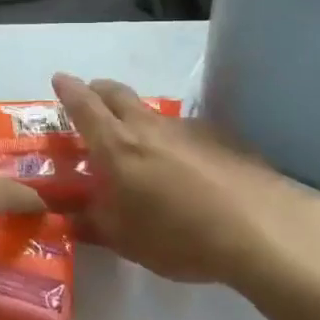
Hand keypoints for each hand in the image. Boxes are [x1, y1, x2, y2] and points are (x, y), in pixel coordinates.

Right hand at [53, 73, 319, 289]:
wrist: (260, 230)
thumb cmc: (178, 236)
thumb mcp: (126, 240)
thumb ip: (94, 224)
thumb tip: (70, 217)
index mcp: (117, 146)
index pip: (84, 106)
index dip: (68, 90)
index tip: (59, 79)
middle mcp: (149, 127)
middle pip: (117, 93)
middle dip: (99, 91)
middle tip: (91, 100)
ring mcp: (188, 129)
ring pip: (152, 113)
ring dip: (138, 119)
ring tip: (141, 148)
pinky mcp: (222, 138)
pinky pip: (185, 131)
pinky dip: (173, 141)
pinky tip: (187, 170)